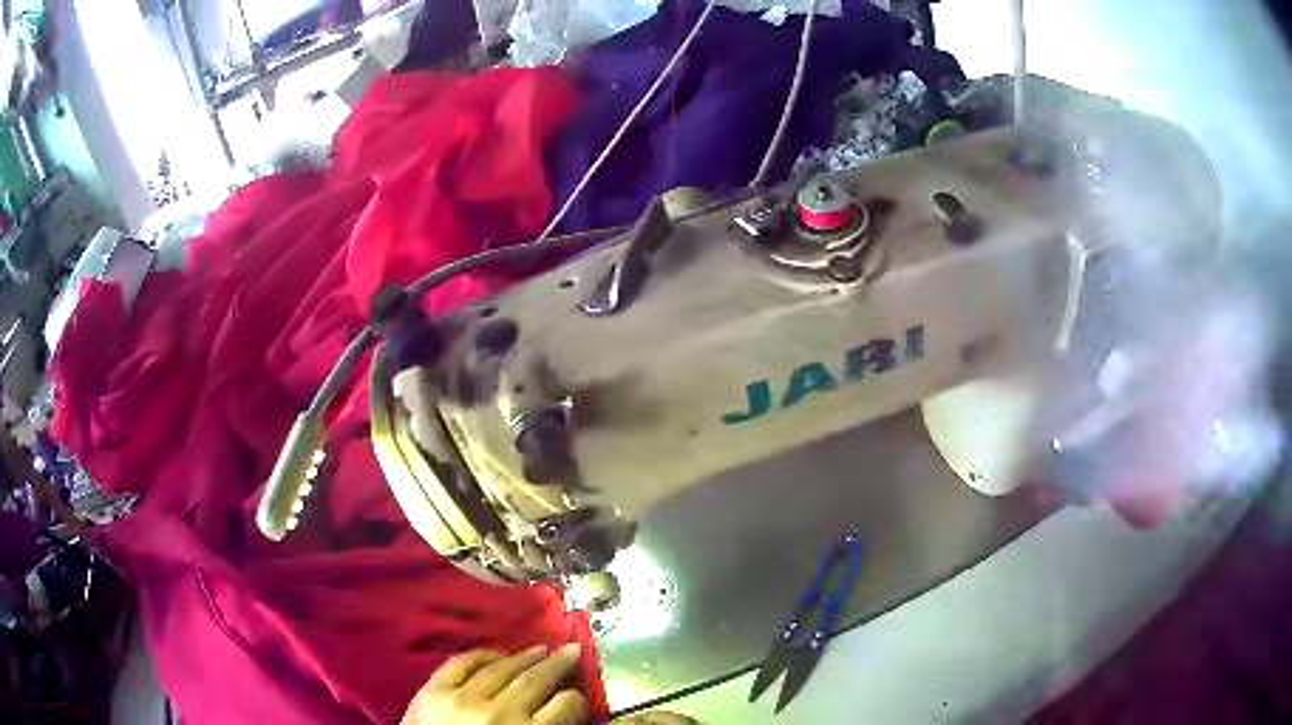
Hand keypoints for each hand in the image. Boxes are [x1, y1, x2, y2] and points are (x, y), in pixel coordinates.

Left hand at [403, 645, 588, 724]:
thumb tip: (575, 718)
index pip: (567, 705)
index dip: (576, 699)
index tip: (576, 695)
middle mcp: (501, 714)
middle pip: (537, 680)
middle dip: (559, 664)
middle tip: (572, 650)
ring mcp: (464, 699)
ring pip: (502, 668)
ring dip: (525, 656)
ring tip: (540, 649)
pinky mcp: (433, 691)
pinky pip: (462, 663)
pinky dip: (481, 654)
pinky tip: (496, 654)